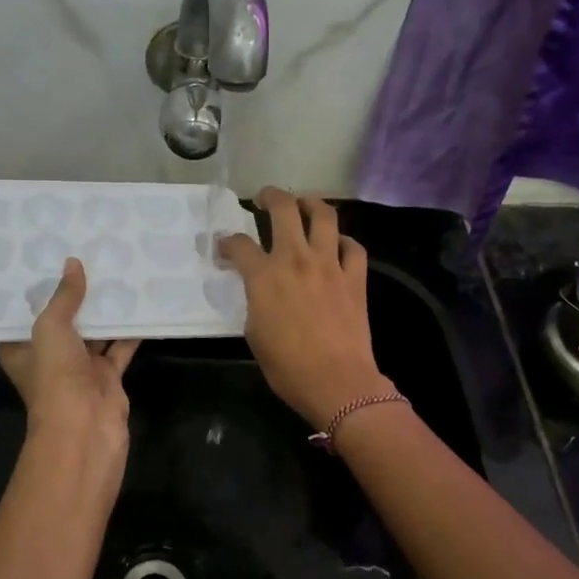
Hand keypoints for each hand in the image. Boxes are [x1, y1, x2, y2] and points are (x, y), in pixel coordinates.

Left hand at [0, 257, 138, 455]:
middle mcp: (49, 358)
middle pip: (61, 321)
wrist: (85, 430)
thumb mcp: (51, 328)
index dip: (31, 291)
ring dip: (104, 310)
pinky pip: (119, 348)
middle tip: (86, 256)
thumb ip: (64, 297)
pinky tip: (141, 305)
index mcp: (22, 349)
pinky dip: (130, 331)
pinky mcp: (107, 378)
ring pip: (93, 333)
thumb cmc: (55, 377)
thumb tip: (72, 264)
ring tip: (116, 272)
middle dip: (74, 295)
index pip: (22, 316)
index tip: (41, 260)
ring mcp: (80, 369)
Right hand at [216, 188, 392, 429]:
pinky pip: (353, 247)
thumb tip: (258, 290)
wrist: (337, 382)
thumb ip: (254, 301)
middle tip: (265, 198)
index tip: (224, 247)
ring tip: (305, 204)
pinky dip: (344, 242)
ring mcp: (329, 265)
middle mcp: (296, 259)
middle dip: (271, 196)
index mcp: (264, 276)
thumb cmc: (287, 366)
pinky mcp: (355, 277)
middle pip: (284, 209)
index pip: (239, 244)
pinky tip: (337, 246)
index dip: (227, 242)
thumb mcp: (254, 333)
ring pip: (324, 216)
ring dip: (312, 203)